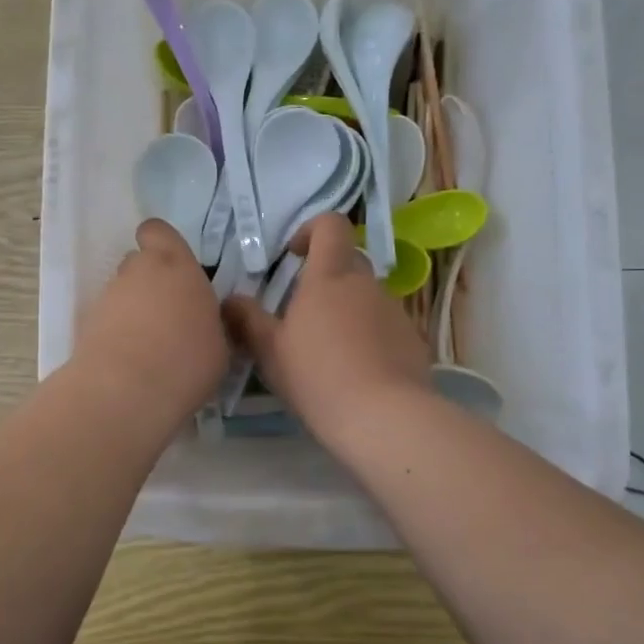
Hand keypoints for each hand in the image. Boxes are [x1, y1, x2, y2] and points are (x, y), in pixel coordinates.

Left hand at [71, 219, 229, 420]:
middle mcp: (137, 271)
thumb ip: (210, 322)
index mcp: (176, 265)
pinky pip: (107, 321)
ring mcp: (107, 297)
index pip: (158, 231)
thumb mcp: (220, 344)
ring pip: (121, 293)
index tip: (174, 267)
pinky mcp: (85, 324)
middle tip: (168, 315)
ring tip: (149, 347)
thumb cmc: (187, 361)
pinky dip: (116, 334)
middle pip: (138, 263)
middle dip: (149, 282)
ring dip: (132, 310)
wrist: (126, 392)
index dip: (161, 243)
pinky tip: (131, 363)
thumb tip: (203, 321)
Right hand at [222, 214, 430, 437]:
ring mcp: (395, 311)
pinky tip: (358, 372)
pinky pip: (386, 326)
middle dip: (327, 277)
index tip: (293, 255)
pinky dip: (370, 337)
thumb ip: (247, 319)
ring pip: (368, 296)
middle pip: (349, 261)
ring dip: (348, 310)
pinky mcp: (413, 339)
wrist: (384, 418)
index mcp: (330, 277)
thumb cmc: (317, 376)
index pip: (330, 225)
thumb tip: (230, 299)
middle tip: (303, 312)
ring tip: (330, 350)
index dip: (311, 230)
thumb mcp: (270, 351)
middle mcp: (367, 284)